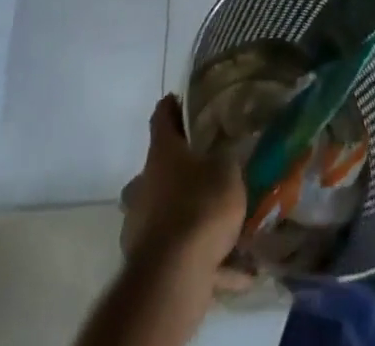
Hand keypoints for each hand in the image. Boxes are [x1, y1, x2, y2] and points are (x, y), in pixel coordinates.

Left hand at [119, 96, 247, 273]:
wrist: (173, 276)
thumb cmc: (200, 205)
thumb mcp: (227, 170)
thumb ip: (227, 159)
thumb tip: (225, 153)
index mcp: (161, 153)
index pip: (161, 117)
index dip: (171, 106)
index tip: (180, 99)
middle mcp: (144, 185)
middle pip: (157, 168)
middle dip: (177, 169)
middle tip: (204, 169)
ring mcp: (140, 226)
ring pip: (163, 211)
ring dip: (185, 213)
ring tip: (221, 223)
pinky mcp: (146, 263)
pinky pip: (178, 253)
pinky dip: (202, 257)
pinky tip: (234, 268)